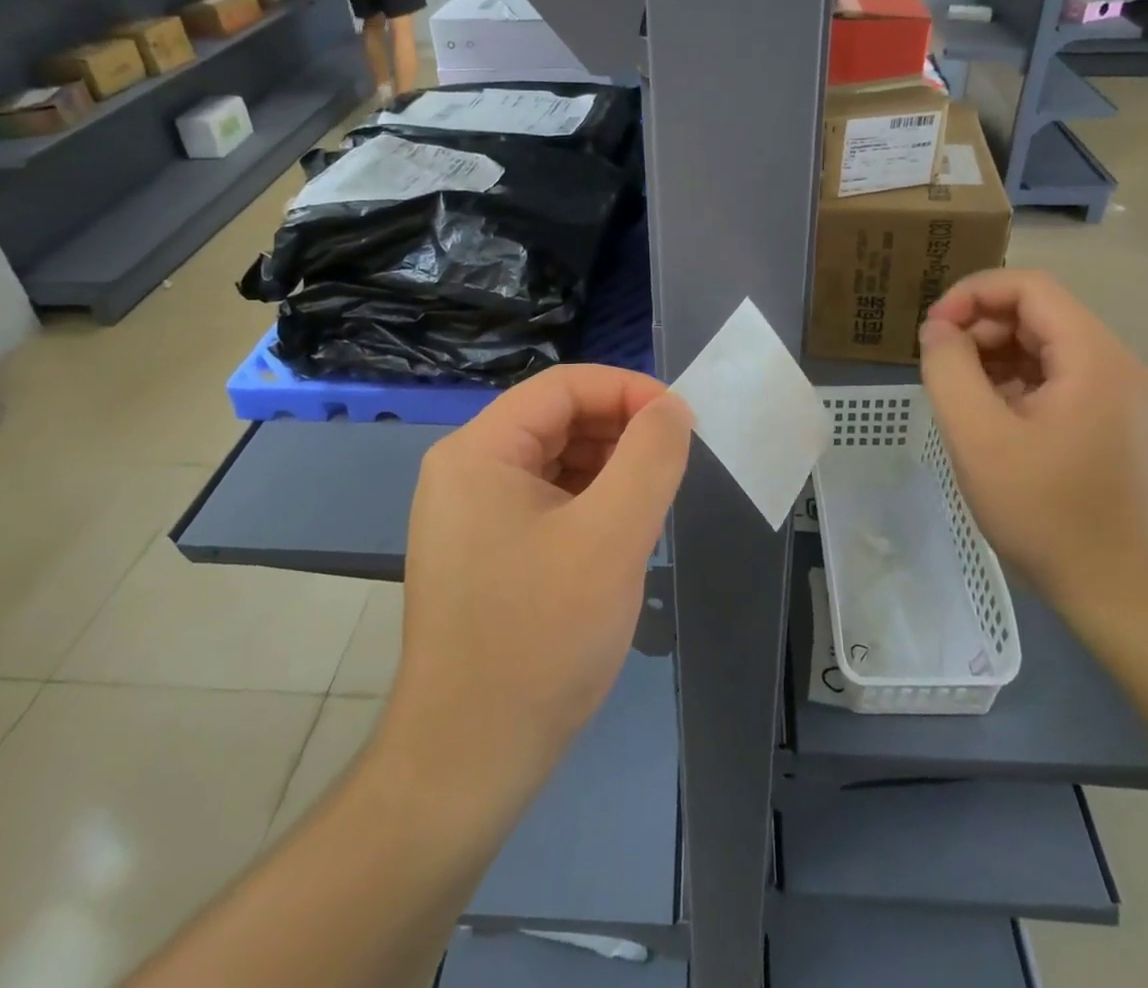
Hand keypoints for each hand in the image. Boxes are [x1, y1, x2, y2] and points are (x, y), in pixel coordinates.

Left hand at [391, 365, 691, 790]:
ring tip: (652, 505)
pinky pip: (544, 502)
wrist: (468, 761)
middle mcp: (465, 470)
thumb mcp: (613, 536)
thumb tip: (671, 408)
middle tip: (674, 467)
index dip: (628, 391)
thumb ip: (650, 457)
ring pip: (554, 462)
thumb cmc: (541, 638)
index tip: (682, 421)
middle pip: (556, 420)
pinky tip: (619, 537)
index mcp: (479, 450)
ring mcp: (469, 514)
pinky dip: (588, 504)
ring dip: (608, 470)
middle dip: (620, 432)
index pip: (563, 386)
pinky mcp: (482, 551)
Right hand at [918, 270, 1147, 621]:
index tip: (932, 329)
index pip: (1029, 287)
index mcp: (1094, 357)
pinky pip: (1054, 377)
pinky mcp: (1110, 421)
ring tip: (957, 394)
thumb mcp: (978, 437)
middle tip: (938, 364)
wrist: (1118, 593)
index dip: (972, 294)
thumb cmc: (1046, 513)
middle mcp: (1116, 364)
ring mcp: (1117, 394)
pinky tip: (987, 417)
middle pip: (1038, 312)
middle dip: (979, 327)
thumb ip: (948, 369)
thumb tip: (937, 329)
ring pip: (1043, 345)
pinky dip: (1013, 382)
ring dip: (992, 355)